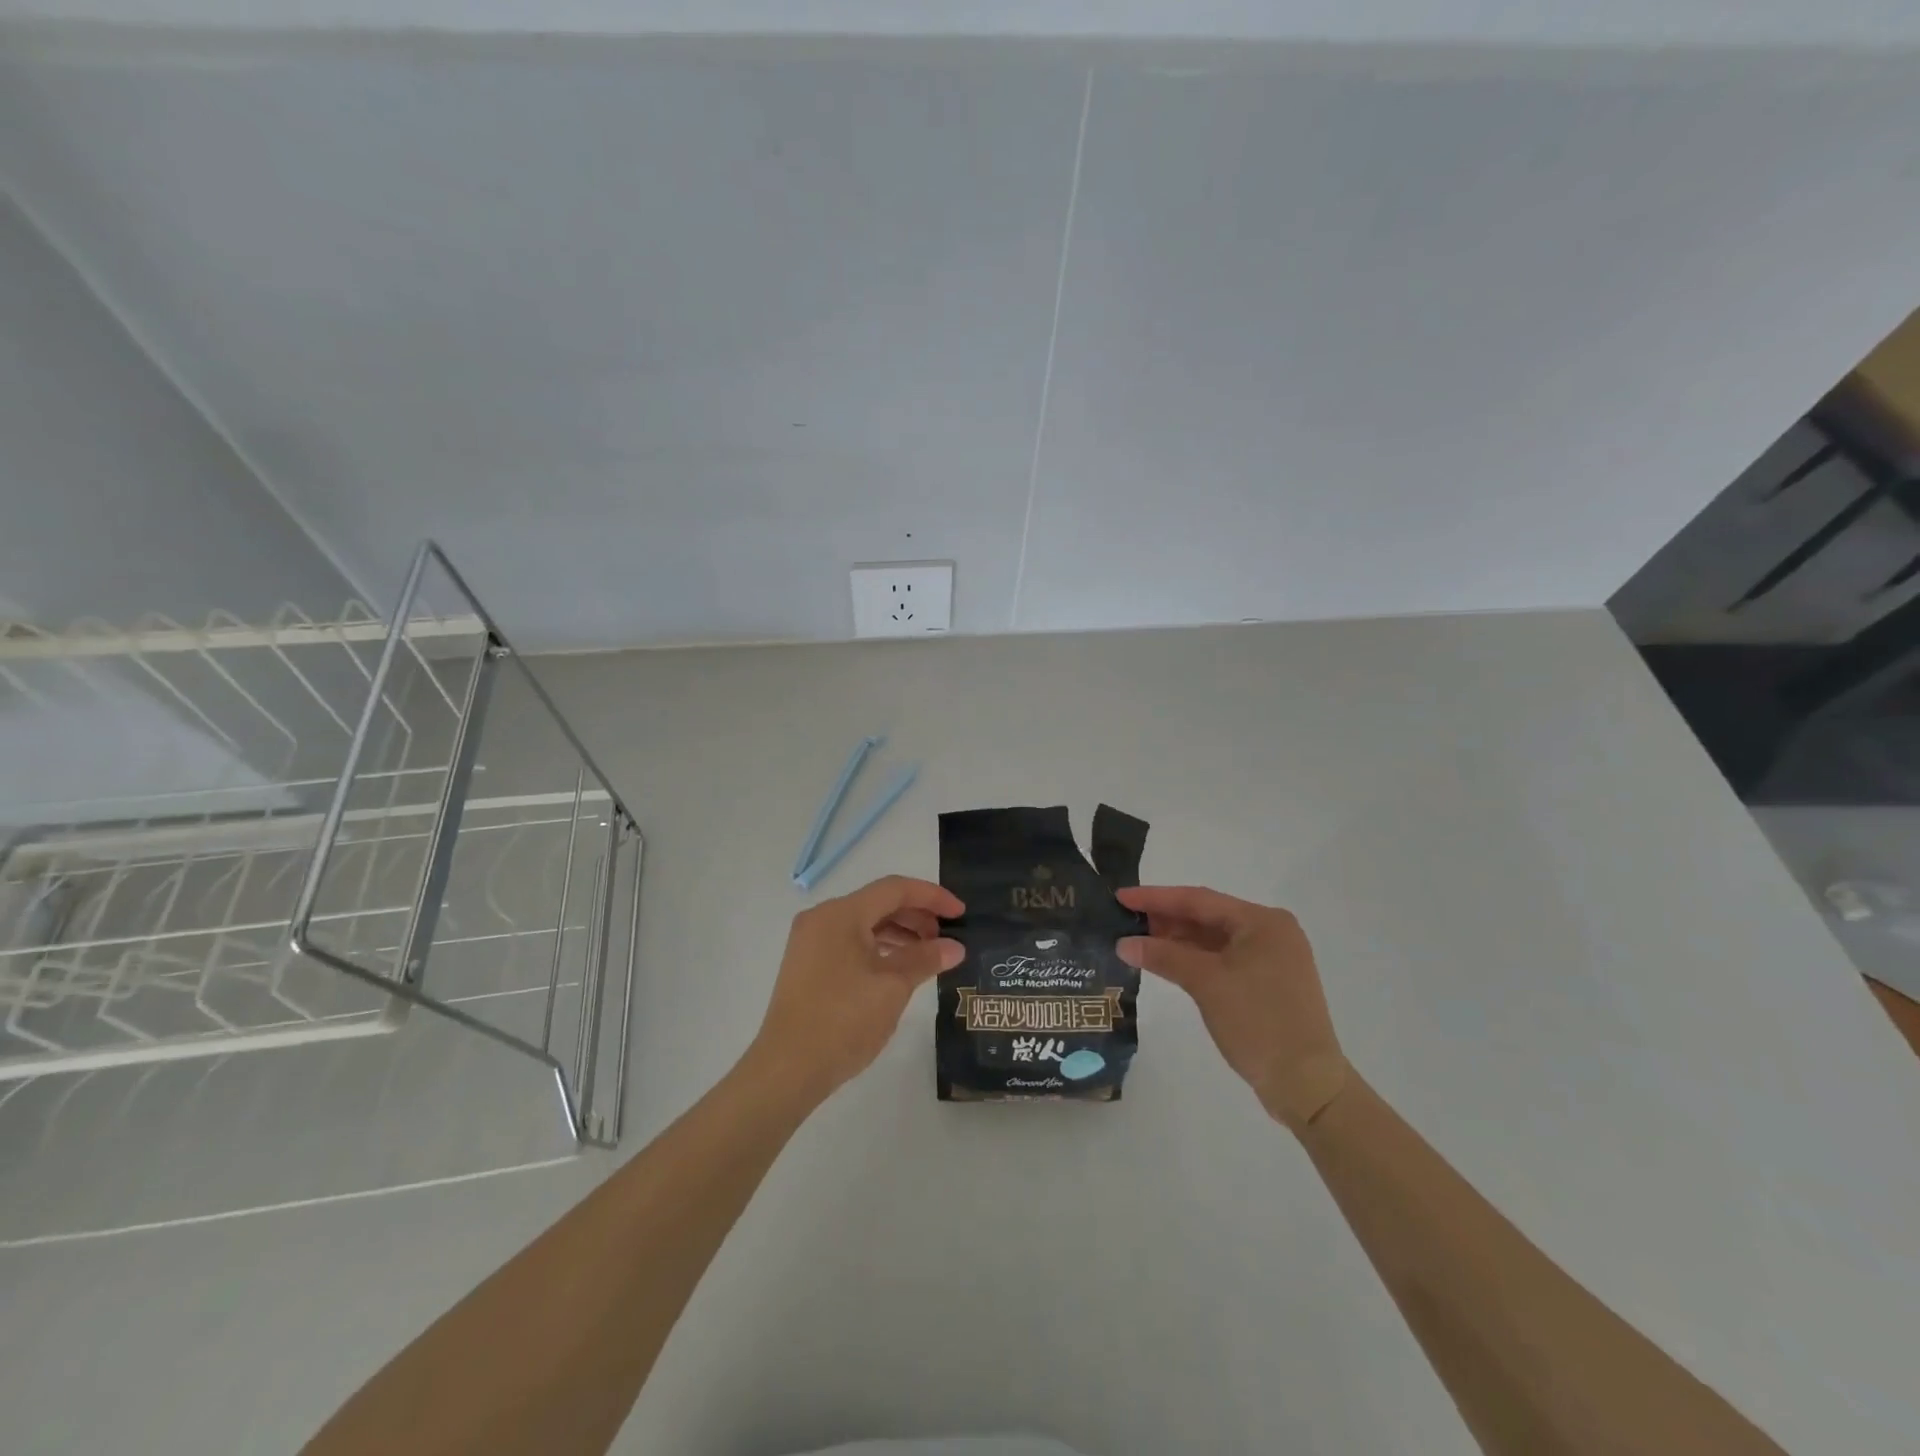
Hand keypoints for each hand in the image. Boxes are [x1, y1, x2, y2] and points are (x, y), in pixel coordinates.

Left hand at [747, 875, 964, 1103]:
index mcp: (841, 914)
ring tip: (928, 954)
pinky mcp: (807, 964)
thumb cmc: (843, 1021)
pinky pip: (850, 941)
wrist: (787, 1069)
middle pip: (878, 903)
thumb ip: (925, 959)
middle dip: (916, 915)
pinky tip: (898, 967)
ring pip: (864, 923)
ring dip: (899, 932)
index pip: (895, 889)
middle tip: (947, 937)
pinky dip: (878, 948)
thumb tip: (955, 947)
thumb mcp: (892, 987)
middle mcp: (822, 918)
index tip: (961, 913)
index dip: (932, 897)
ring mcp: (811, 941)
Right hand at [1117, 886, 1348, 1131]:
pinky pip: (1222, 959)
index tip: (1120, 896)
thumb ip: (1164, 956)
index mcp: (1263, 921)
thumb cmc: (1258, 1022)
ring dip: (1177, 939)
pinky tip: (1166, 960)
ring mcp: (1271, 958)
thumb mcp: (1206, 983)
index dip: (1156, 897)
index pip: (1199, 900)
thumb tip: (1123, 943)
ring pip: (1214, 939)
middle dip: (1165, 918)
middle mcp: (1270, 932)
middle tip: (1123, 918)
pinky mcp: (1266, 983)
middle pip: (1207, 917)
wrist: (1307, 1085)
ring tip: (1137, 939)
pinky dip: (1194, 959)